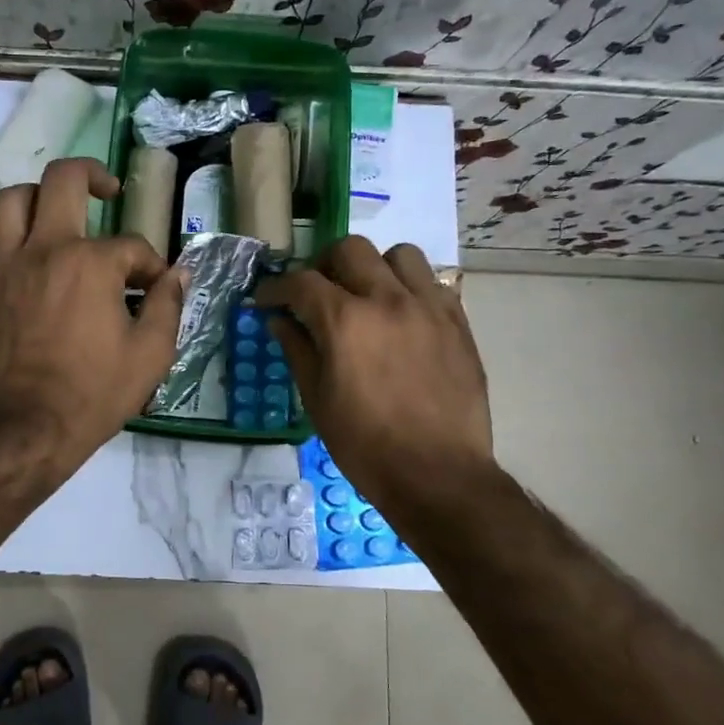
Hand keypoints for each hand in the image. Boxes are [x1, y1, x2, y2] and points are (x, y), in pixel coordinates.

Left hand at [0, 157, 184, 466]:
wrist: (30, 428)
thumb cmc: (95, 393)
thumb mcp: (151, 354)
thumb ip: (168, 306)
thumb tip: (178, 274)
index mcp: (91, 263)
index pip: (131, 246)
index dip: (151, 265)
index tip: (156, 289)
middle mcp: (45, 250)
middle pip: (62, 180)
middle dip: (92, 175)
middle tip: (106, 191)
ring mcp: (6, 267)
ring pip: (8, 201)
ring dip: (35, 197)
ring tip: (53, 212)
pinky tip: (12, 251)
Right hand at [257, 237, 493, 526]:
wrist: (438, 474)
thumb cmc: (366, 445)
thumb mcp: (317, 400)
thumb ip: (297, 350)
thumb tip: (279, 320)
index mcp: (345, 320)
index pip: (300, 282)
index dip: (275, 288)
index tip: (266, 300)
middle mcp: (387, 299)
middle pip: (349, 250)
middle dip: (323, 266)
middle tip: (316, 294)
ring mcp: (427, 306)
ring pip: (398, 255)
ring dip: (374, 267)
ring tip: (366, 295)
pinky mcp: (457, 321)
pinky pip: (432, 281)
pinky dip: (409, 287)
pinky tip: (401, 315)